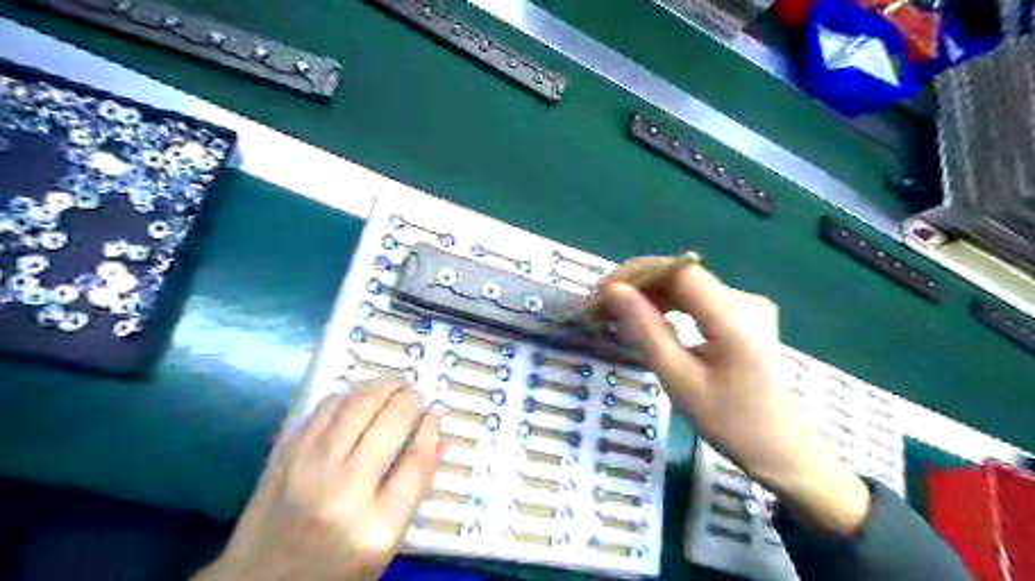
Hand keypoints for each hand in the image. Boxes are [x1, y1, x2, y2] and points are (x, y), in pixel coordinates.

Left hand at [192, 381, 439, 580]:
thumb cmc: (334, 568)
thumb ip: (414, 489)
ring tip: (393, 386)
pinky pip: (325, 407)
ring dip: (381, 387)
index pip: (416, 461)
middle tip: (415, 395)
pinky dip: (348, 395)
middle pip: (389, 422)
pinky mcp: (285, 454)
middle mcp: (343, 490)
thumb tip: (438, 440)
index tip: (434, 413)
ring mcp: (308, 468)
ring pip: (357, 405)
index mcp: (376, 526)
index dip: (429, 429)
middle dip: (409, 399)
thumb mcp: (386, 543)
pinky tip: (359, 398)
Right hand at [600, 256, 871, 536]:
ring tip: (616, 311)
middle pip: (681, 274)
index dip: (637, 274)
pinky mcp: (743, 311)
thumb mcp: (677, 378)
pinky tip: (647, 316)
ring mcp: (747, 303)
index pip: (679, 272)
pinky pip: (696, 296)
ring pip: (685, 283)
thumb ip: (645, 330)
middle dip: (637, 284)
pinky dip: (667, 302)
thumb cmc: (725, 419)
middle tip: (601, 306)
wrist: (775, 443)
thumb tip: (614, 292)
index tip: (603, 292)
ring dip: (648, 293)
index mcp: (734, 318)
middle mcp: (745, 299)